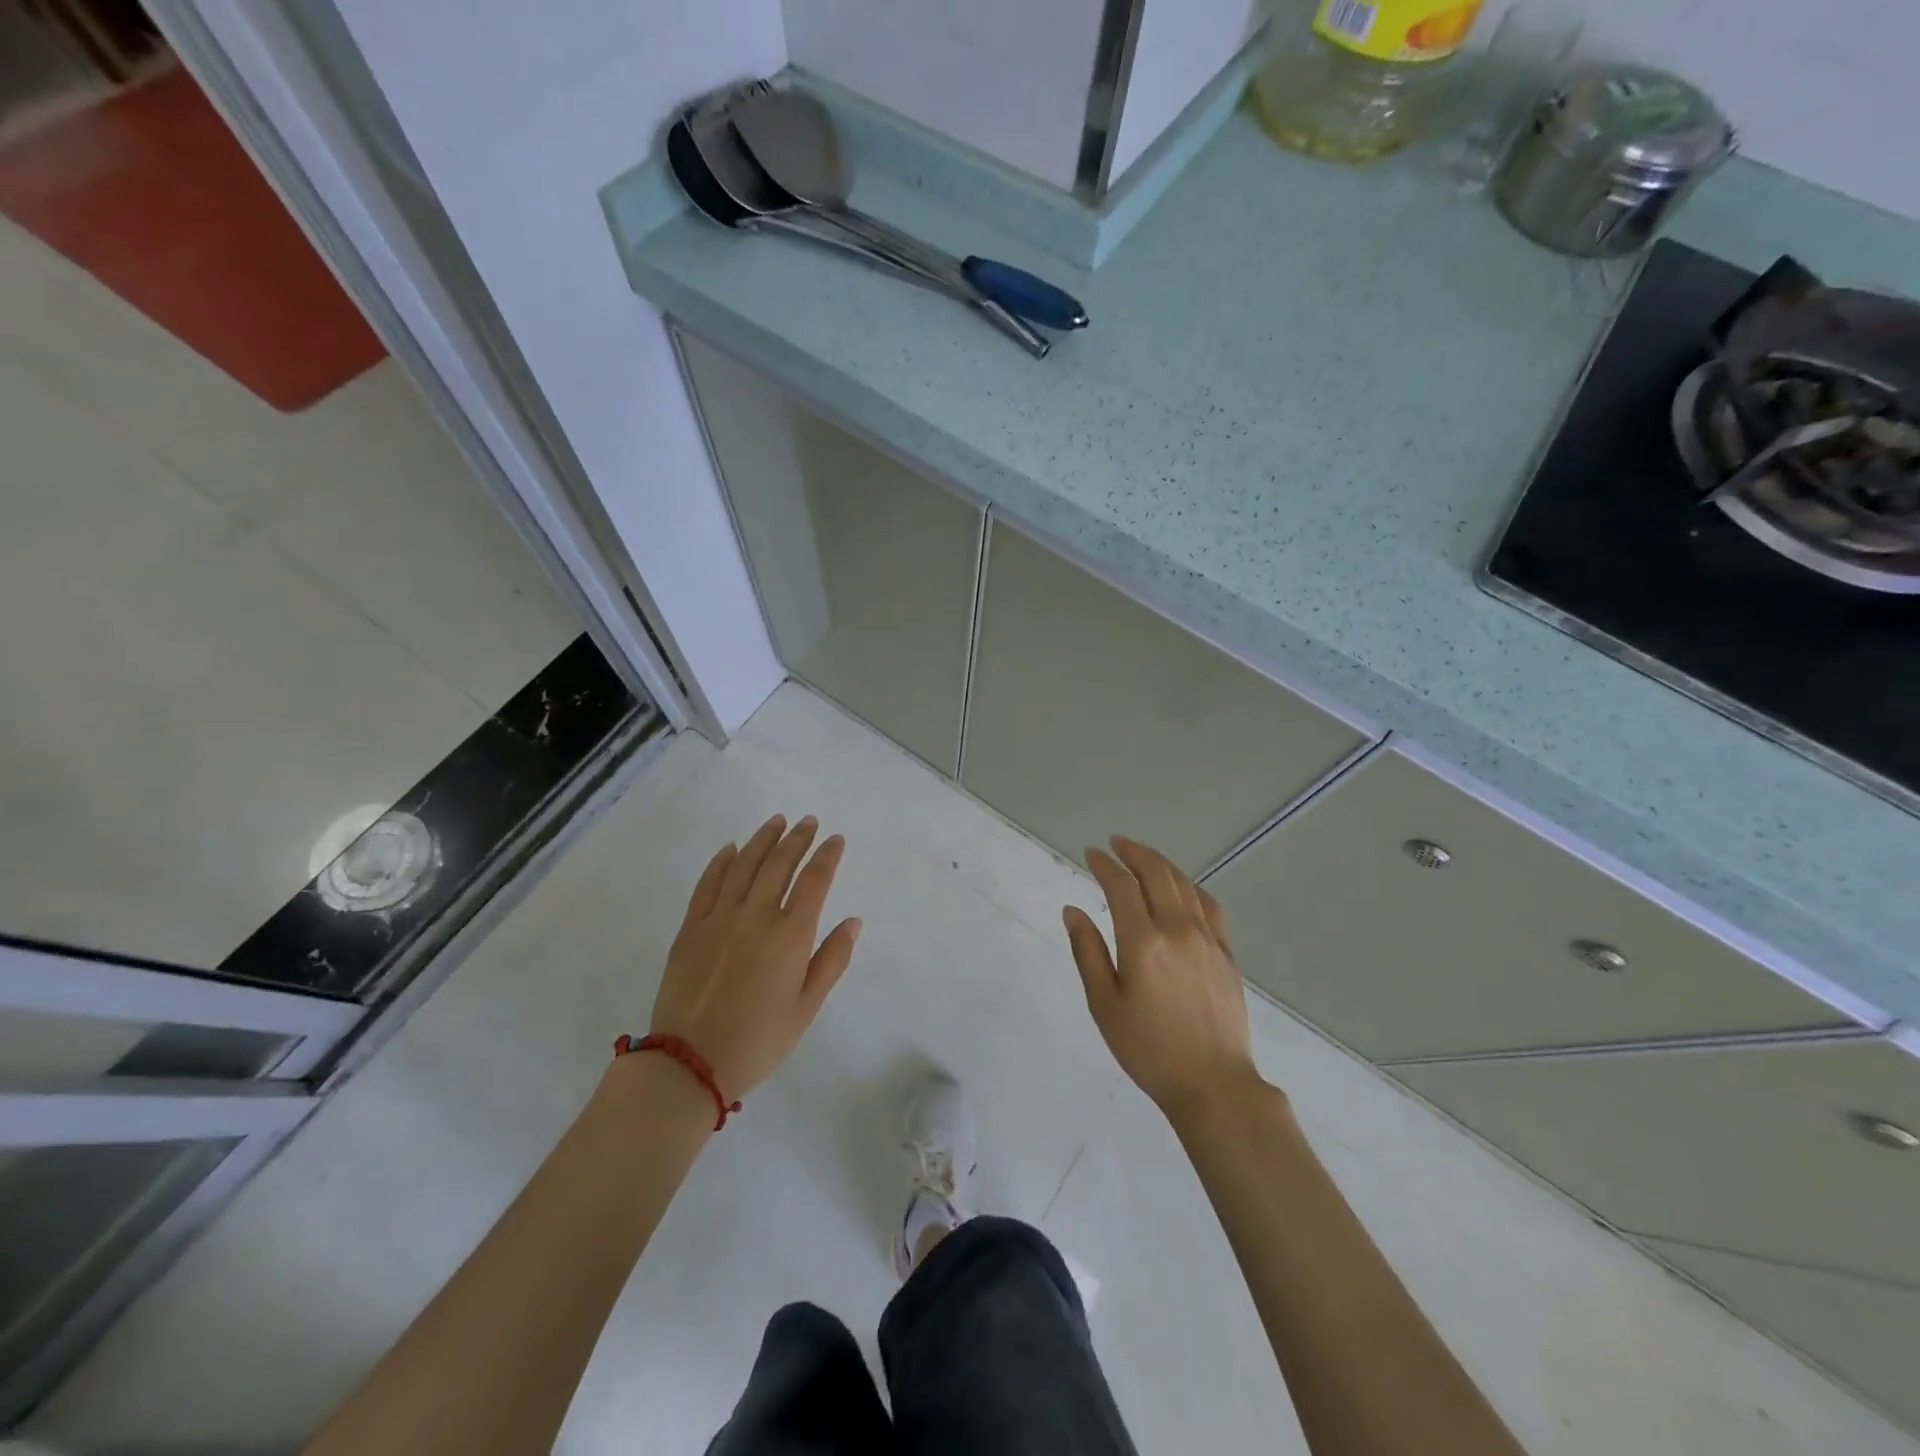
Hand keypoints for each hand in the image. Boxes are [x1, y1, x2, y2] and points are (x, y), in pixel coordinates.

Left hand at [650, 814, 859, 1100]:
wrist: (690, 1063)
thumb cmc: (759, 1040)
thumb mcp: (807, 1007)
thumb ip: (832, 960)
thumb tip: (853, 921)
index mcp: (790, 935)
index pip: (814, 881)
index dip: (827, 856)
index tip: (836, 839)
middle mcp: (756, 916)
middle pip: (779, 864)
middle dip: (797, 839)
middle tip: (808, 821)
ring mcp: (719, 918)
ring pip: (744, 865)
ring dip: (763, 840)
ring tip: (776, 821)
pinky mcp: (691, 928)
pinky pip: (708, 884)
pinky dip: (721, 862)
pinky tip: (731, 849)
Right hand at [1064, 836, 1261, 1122]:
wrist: (1213, 1084)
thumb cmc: (1148, 1049)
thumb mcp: (1104, 1004)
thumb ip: (1087, 952)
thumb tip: (1073, 910)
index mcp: (1143, 941)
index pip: (1121, 886)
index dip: (1104, 864)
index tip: (1091, 854)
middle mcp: (1178, 929)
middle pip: (1157, 874)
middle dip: (1134, 852)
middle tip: (1116, 844)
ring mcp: (1208, 939)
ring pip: (1184, 885)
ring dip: (1161, 864)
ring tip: (1144, 858)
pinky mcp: (1226, 954)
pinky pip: (1209, 906)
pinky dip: (1191, 887)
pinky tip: (1183, 889)